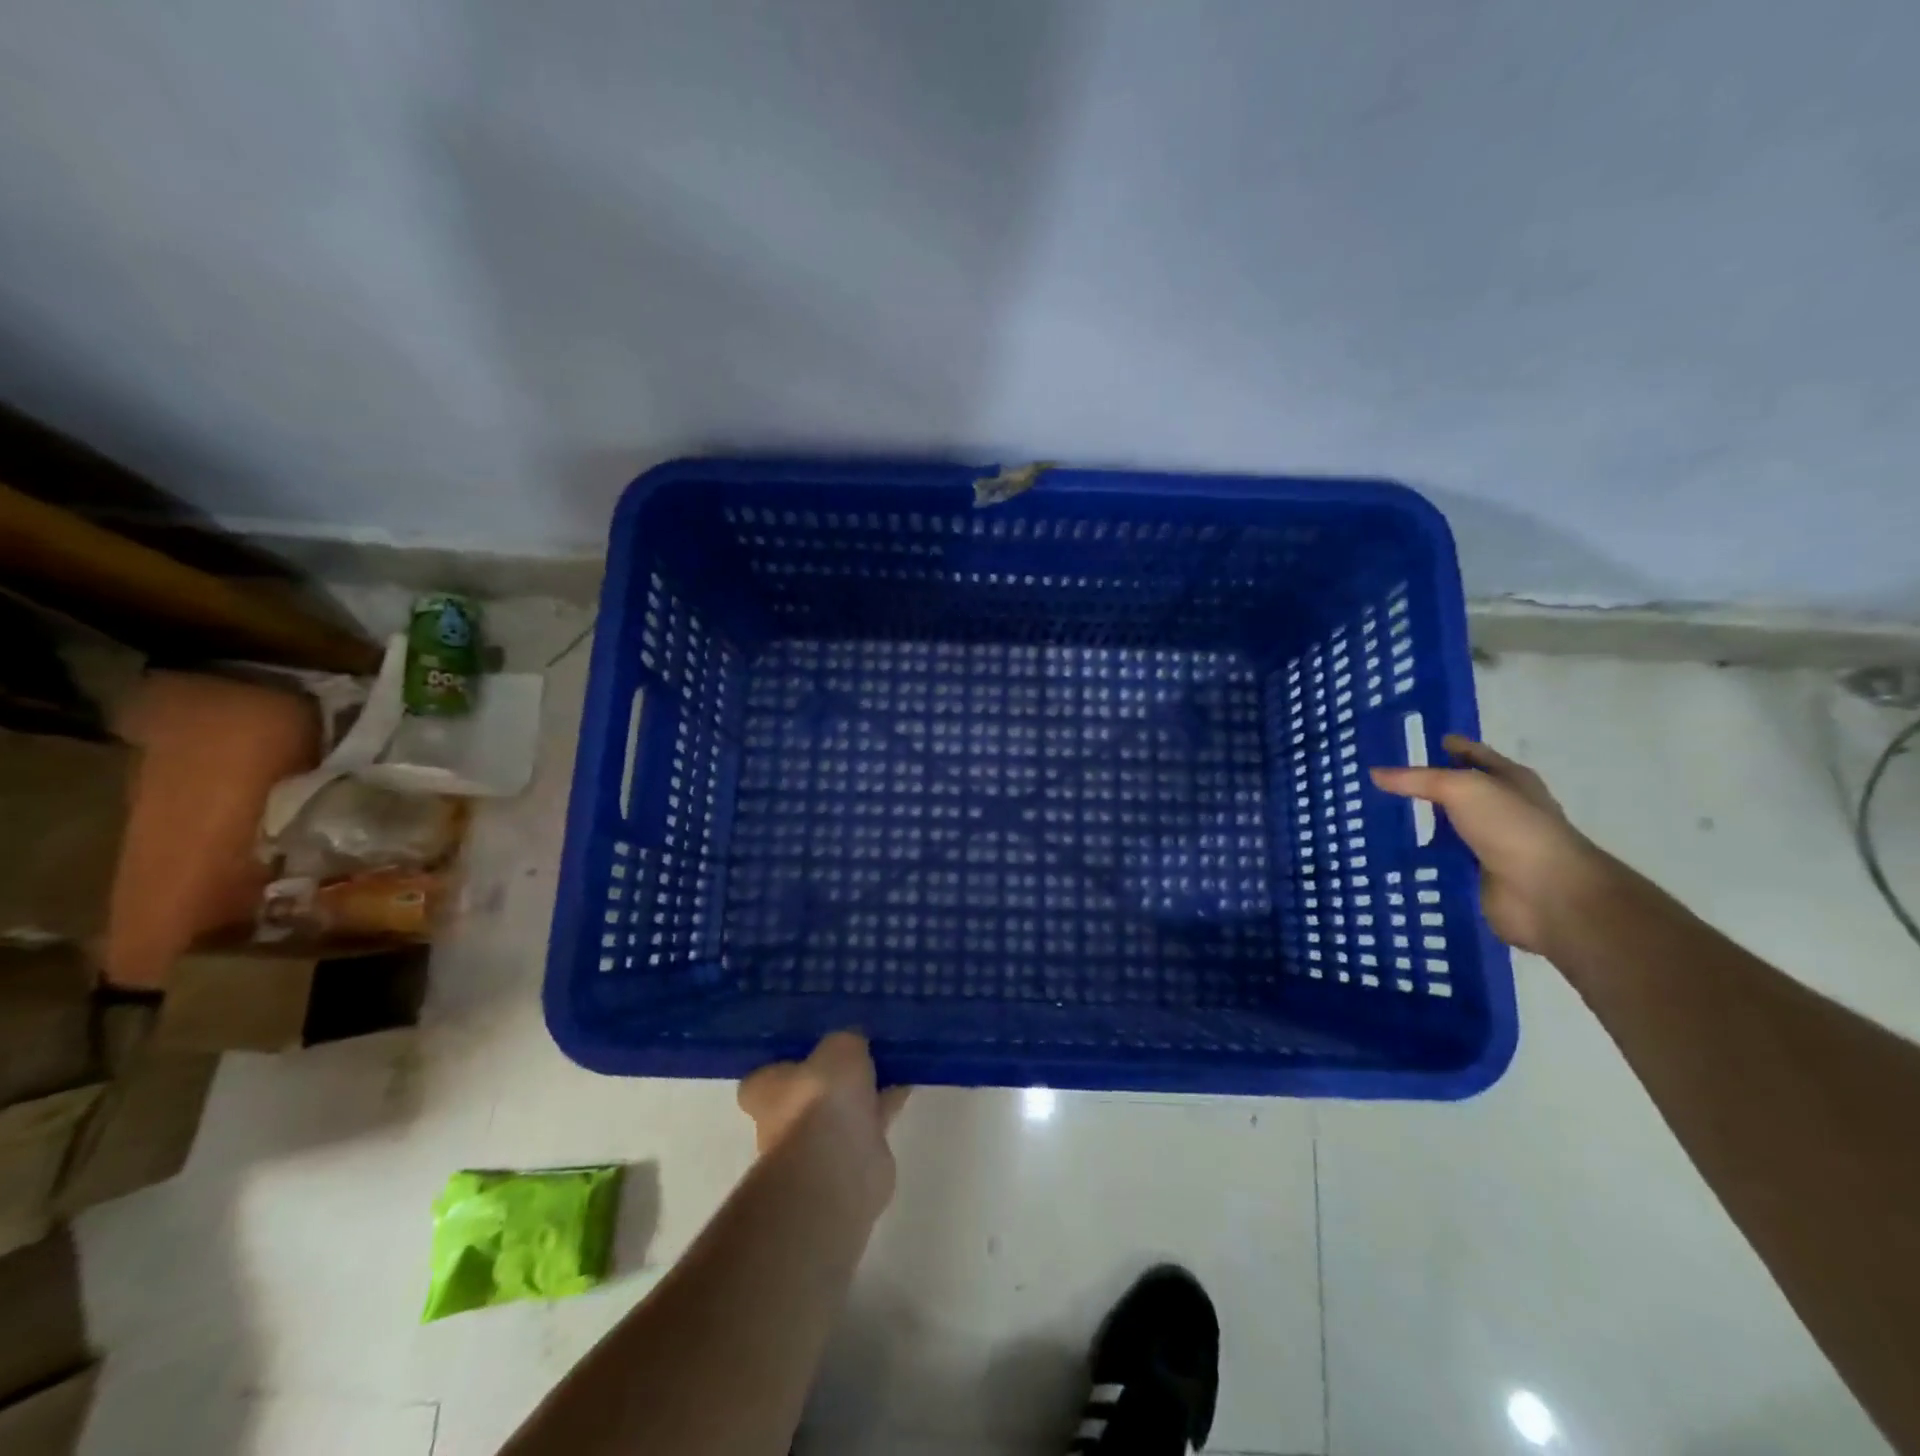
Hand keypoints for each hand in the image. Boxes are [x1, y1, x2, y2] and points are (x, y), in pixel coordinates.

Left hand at [738, 1032, 909, 1209]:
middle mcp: (783, 1119)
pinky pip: (869, 1120)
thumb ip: (847, 1040)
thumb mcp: (839, 1047)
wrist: (839, 1164)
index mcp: (764, 1090)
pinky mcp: (849, 1157)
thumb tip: (855, 1042)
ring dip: (865, 1087)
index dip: (793, 1055)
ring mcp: (817, 1141)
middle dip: (835, 1072)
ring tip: (893, 1057)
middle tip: (863, 1043)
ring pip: (843, 1105)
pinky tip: (907, 1081)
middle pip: (811, 1087)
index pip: (769, 1070)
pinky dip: (885, 1103)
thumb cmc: (821, 1097)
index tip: (819, 1038)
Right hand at [1371, 736, 1611, 954]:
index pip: (1471, 754)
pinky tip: (1382, 852)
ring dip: (1414, 825)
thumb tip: (1374, 773)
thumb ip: (1416, 780)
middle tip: (1373, 781)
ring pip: (1442, 828)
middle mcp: (1500, 809)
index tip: (1403, 742)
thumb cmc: (1512, 827)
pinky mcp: (1474, 875)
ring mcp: (1488, 844)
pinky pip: (1436, 861)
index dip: (1443, 745)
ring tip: (1369, 816)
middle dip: (1420, 787)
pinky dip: (1414, 858)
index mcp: (1509, 779)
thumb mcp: (1462, 789)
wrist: (1546, 893)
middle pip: (1453, 792)